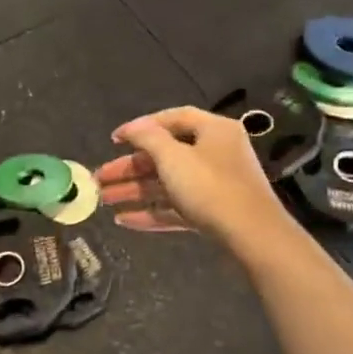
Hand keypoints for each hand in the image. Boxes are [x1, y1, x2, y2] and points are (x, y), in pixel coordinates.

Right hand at [95, 107, 293, 252]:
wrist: (252, 235)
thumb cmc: (210, 186)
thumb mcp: (173, 157)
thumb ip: (148, 138)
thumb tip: (133, 128)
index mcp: (212, 131)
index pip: (172, 118)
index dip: (141, 127)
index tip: (114, 140)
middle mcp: (215, 153)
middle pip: (165, 155)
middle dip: (129, 168)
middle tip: (100, 178)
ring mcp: (214, 185)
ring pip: (167, 184)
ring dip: (135, 191)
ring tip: (104, 201)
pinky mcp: (212, 213)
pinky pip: (176, 207)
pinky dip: (151, 212)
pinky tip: (124, 220)